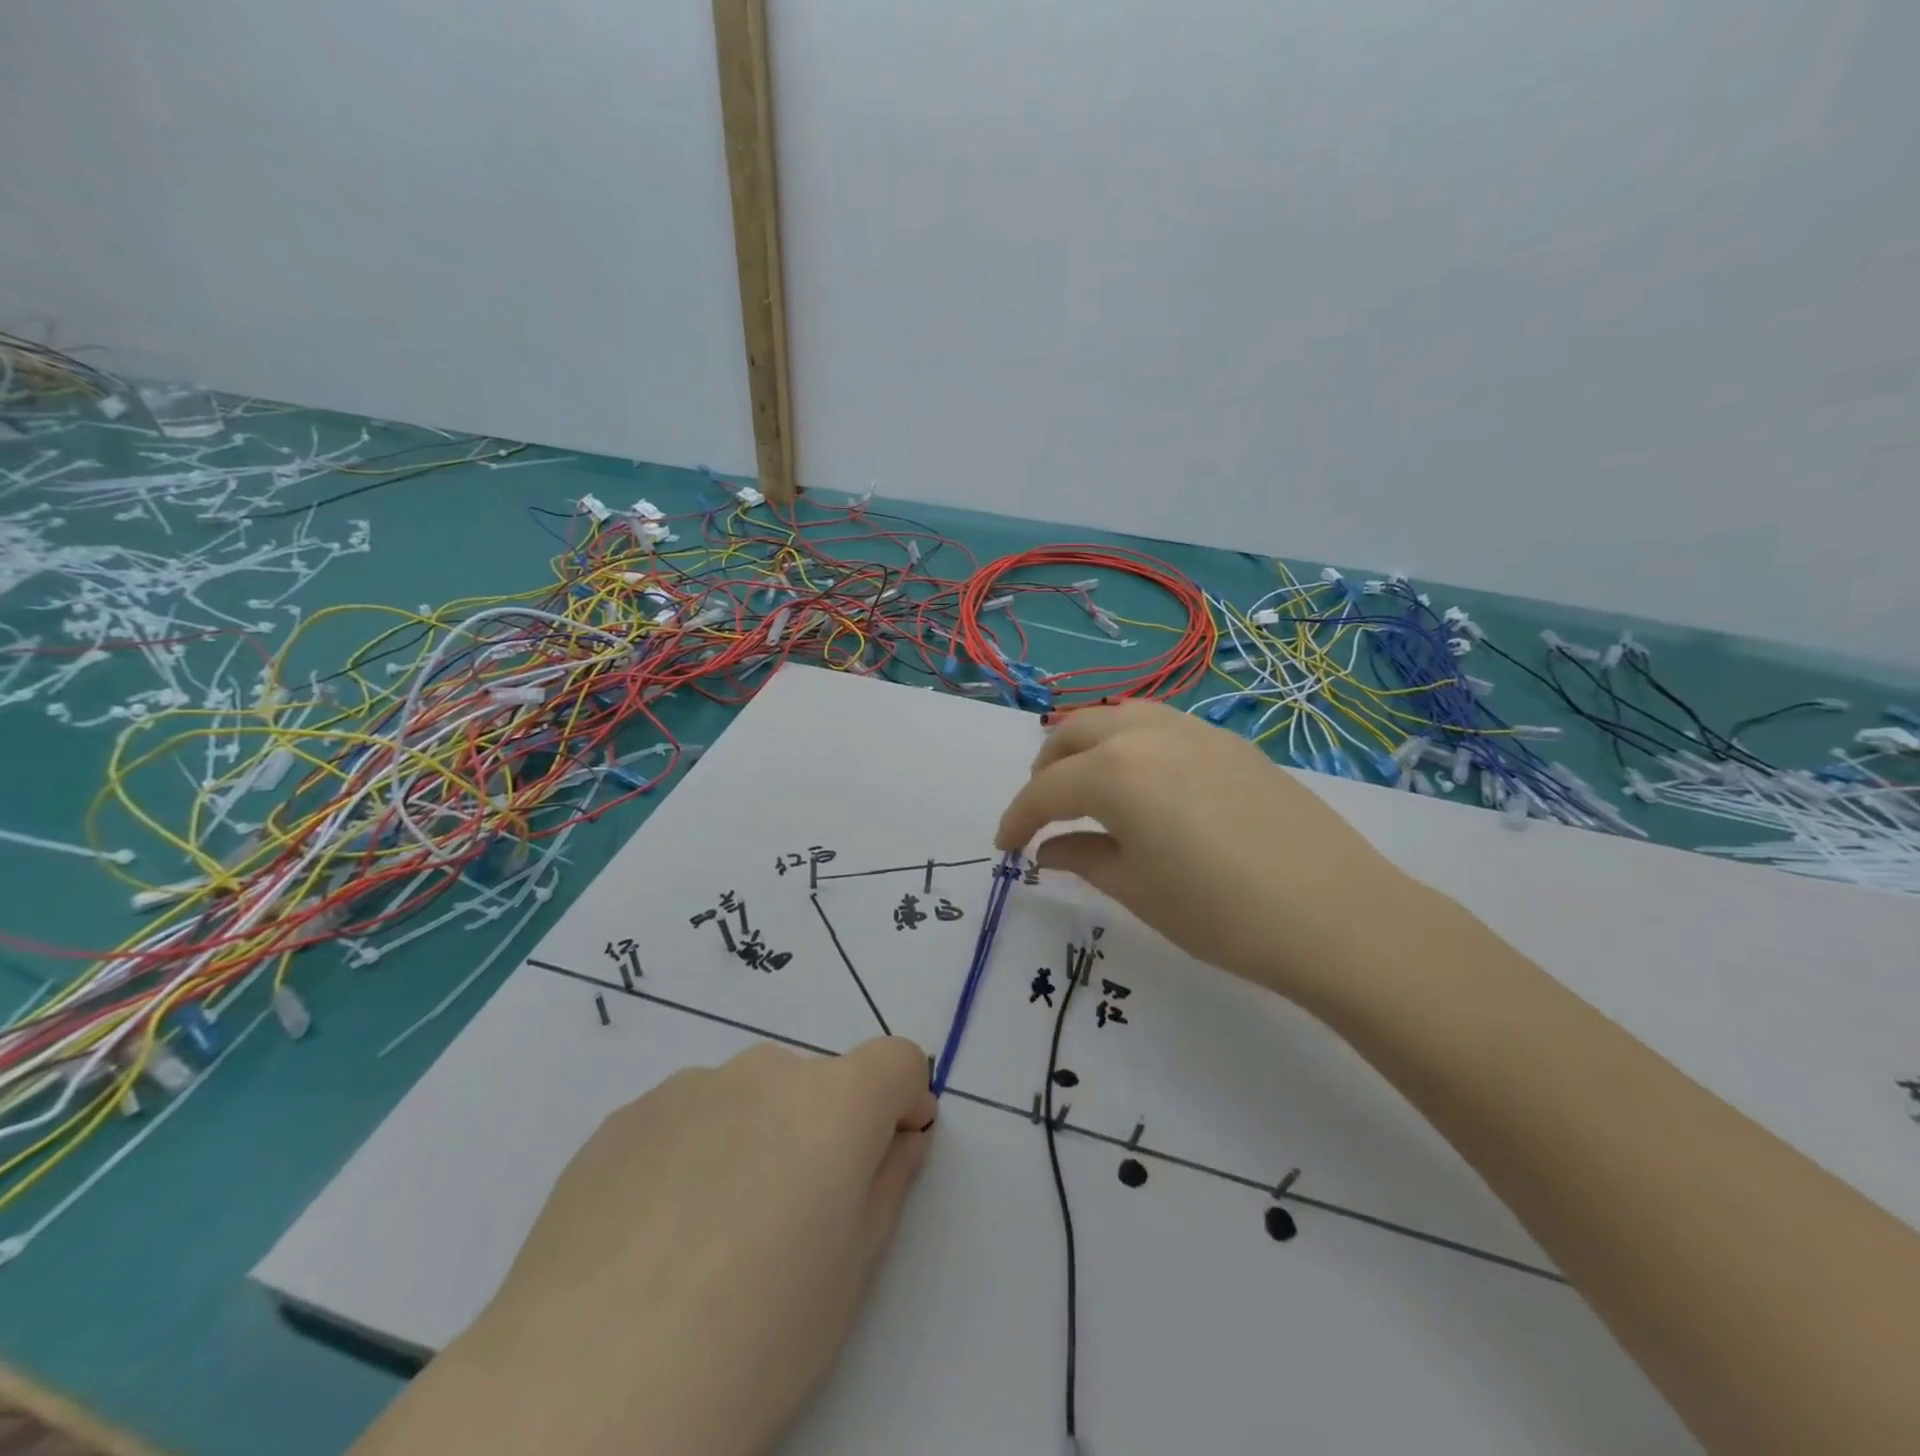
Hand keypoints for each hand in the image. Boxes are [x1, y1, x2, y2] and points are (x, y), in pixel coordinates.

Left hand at [354, 1036, 935, 1455]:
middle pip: (818, 1082)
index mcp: (832, 1104)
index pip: (896, 1060)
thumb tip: (899, 1138)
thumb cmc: (749, 1344)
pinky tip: (655, 1236)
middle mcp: (763, 1072)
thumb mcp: (849, 1275)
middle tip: (791, 1220)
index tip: (890, 1153)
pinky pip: (687, 1117)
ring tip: (712, 1236)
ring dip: (757, 1138)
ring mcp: (687, 1088)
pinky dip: (695, 1152)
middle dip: (824, 1130)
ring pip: (749, 1097)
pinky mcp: (624, 1117)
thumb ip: (887, 1184)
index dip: (903, 1102)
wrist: (576, 1399)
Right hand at [995, 699, 1405, 1000]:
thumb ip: (1083, 859)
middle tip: (1043, 814)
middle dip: (1046, 771)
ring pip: (1117, 717)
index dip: (1017, 819)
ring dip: (1087, 746)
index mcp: (1114, 772)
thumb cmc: (1221, 912)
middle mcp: (1145, 734)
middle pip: (1073, 734)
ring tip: (1088, 787)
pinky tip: (1145, 783)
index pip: (1045, 791)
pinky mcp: (1229, 741)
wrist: (1336, 913)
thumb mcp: (1137, 891)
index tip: (1006, 847)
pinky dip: (1131, 744)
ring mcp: (1193, 731)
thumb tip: (1049, 851)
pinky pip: (1159, 725)